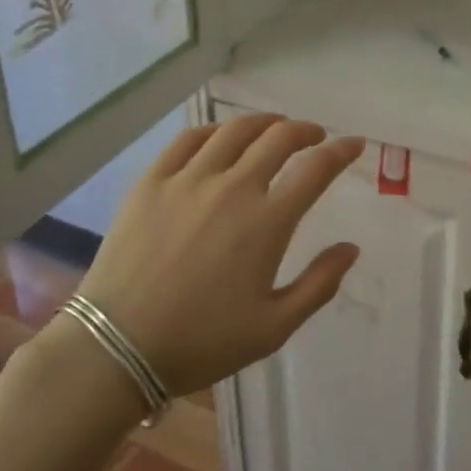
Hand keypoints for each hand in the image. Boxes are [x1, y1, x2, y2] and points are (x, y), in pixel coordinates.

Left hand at [74, 114, 363, 395]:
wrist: (116, 348)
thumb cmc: (201, 342)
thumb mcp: (273, 328)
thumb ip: (319, 285)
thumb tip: (351, 248)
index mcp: (267, 222)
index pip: (316, 169)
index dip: (341, 151)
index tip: (353, 144)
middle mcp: (233, 187)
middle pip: (279, 138)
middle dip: (306, 130)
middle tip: (314, 136)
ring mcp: (189, 179)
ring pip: (235, 130)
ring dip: (264, 123)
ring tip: (274, 128)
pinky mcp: (153, 180)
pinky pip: (189, 139)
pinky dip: (214, 130)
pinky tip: (221, 136)